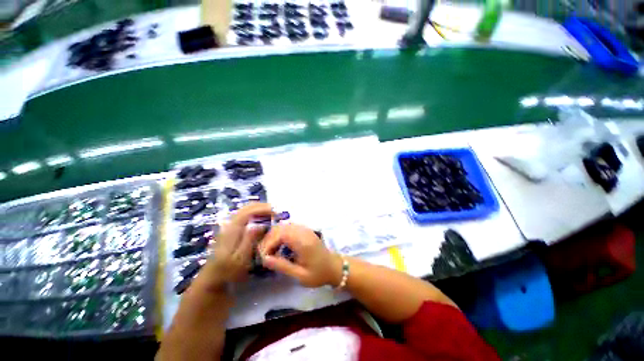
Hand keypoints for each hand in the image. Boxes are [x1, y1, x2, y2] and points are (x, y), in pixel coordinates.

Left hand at [198, 203, 273, 288]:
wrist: (214, 276)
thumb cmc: (229, 270)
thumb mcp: (241, 259)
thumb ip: (249, 240)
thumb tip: (260, 225)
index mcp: (232, 230)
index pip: (247, 212)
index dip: (261, 208)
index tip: (275, 211)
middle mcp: (228, 225)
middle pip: (243, 209)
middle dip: (259, 207)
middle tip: (274, 210)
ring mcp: (227, 229)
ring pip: (242, 213)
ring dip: (255, 210)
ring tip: (269, 214)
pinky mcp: (227, 233)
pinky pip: (241, 219)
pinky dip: (251, 216)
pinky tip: (258, 222)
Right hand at [259, 224, 342, 287]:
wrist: (335, 268)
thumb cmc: (319, 274)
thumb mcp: (301, 275)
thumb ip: (283, 266)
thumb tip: (265, 259)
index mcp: (303, 242)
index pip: (278, 234)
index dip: (268, 244)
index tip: (264, 258)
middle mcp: (303, 231)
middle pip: (278, 228)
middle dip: (268, 241)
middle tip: (265, 256)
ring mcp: (304, 229)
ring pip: (281, 227)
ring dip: (272, 238)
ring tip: (270, 253)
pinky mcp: (303, 230)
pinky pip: (286, 228)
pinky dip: (278, 236)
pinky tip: (278, 248)